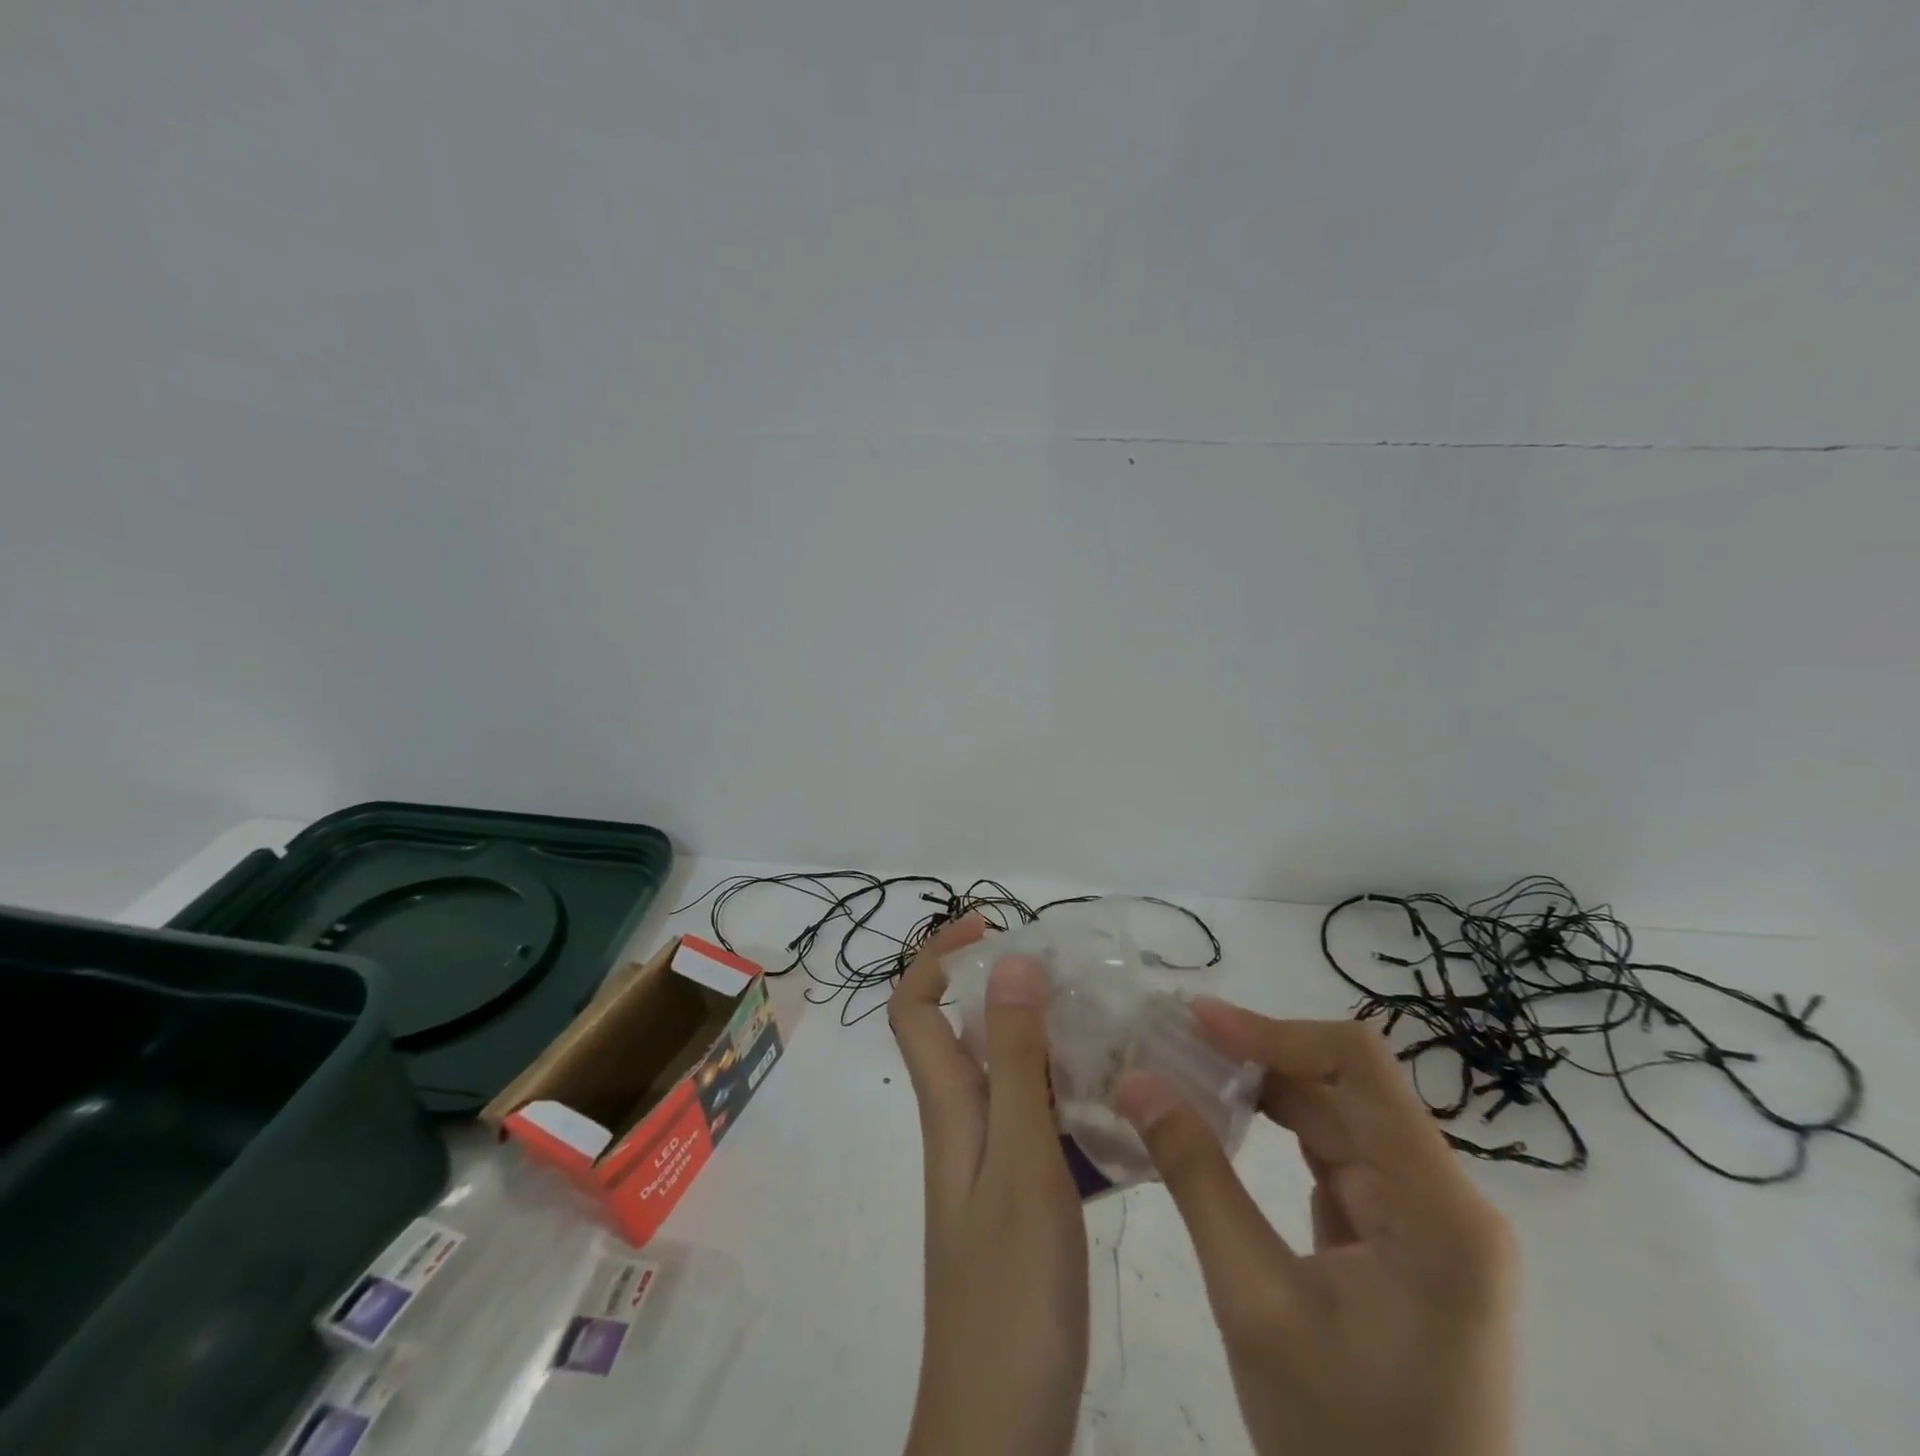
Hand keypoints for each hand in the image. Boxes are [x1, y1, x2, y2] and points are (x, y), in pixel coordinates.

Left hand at [889, 916, 1088, 1455]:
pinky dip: (1068, 1101)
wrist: (1000, 1420)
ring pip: (1007, 1075)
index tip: (991, 929)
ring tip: (1107, 1033)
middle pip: (966, 1032)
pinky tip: (1120, 1112)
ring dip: (1046, 1043)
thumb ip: (1016, 1061)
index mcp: (949, 1105)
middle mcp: (961, 1123)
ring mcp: (987, 1164)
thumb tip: (1009, 963)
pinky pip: (1037, 1124)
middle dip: (1008, 989)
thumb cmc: (1010, 1286)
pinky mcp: (1017, 1200)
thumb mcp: (1020, 1158)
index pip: (914, 1007)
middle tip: (1074, 980)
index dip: (938, 956)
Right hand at [1119, 1000, 1516, 1455]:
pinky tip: (1223, 1123)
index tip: (1195, 1021)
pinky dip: (1278, 1131)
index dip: (1273, 1030)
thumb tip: (1136, 1080)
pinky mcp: (1401, 1243)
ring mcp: (1427, 1223)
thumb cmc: (1340, 1446)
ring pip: (1337, 1119)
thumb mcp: (1254, 1301)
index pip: (1359, 1067)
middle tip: (1171, 1040)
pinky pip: (1336, 1159)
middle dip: (1257, 1056)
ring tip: (1185, 1069)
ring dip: (1264, 1090)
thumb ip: (1196, 1176)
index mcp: (1439, 1211)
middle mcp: (1446, 1201)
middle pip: (1346, 1089)